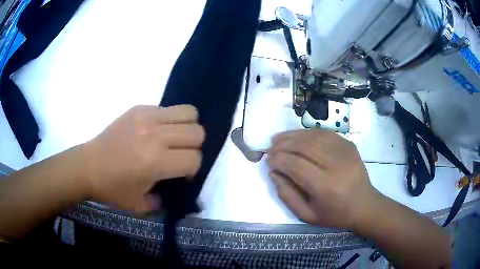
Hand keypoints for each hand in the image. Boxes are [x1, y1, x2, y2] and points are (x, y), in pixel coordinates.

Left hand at [83, 105, 204, 212]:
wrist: (88, 167)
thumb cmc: (112, 189)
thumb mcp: (141, 206)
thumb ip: (166, 200)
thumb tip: (177, 189)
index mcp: (156, 162)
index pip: (195, 159)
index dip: (193, 170)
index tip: (181, 175)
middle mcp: (155, 136)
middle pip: (197, 133)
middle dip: (194, 147)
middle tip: (179, 156)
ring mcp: (147, 117)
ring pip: (189, 113)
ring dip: (187, 128)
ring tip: (173, 139)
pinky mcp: (139, 108)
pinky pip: (168, 108)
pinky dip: (170, 120)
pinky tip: (156, 132)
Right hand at [267, 129, 376, 229]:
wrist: (364, 205)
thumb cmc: (335, 215)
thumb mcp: (307, 215)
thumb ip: (287, 195)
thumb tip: (273, 173)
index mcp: (326, 186)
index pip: (296, 165)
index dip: (279, 160)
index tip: (268, 160)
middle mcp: (336, 165)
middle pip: (304, 147)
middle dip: (283, 145)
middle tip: (270, 147)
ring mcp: (345, 152)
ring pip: (314, 137)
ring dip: (293, 136)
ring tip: (279, 138)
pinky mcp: (349, 145)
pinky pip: (325, 133)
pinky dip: (308, 133)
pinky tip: (298, 136)